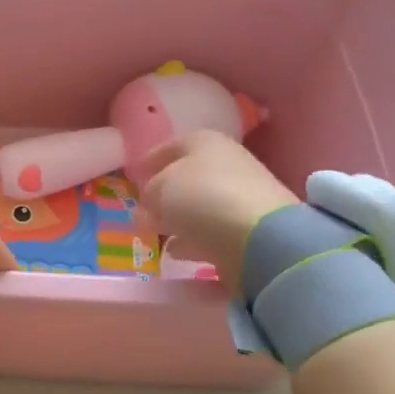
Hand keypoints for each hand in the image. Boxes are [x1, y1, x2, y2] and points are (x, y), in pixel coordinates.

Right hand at [139, 130, 298, 284]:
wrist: (259, 235)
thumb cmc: (201, 197)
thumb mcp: (159, 189)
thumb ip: (150, 193)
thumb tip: (150, 202)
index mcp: (205, 142)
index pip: (171, 146)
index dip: (151, 160)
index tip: (135, 175)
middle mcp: (227, 163)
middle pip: (188, 177)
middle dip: (166, 194)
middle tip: (145, 209)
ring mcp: (242, 196)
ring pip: (201, 206)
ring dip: (180, 219)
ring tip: (158, 234)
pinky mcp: (250, 228)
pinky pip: (213, 231)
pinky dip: (195, 239)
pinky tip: (178, 251)